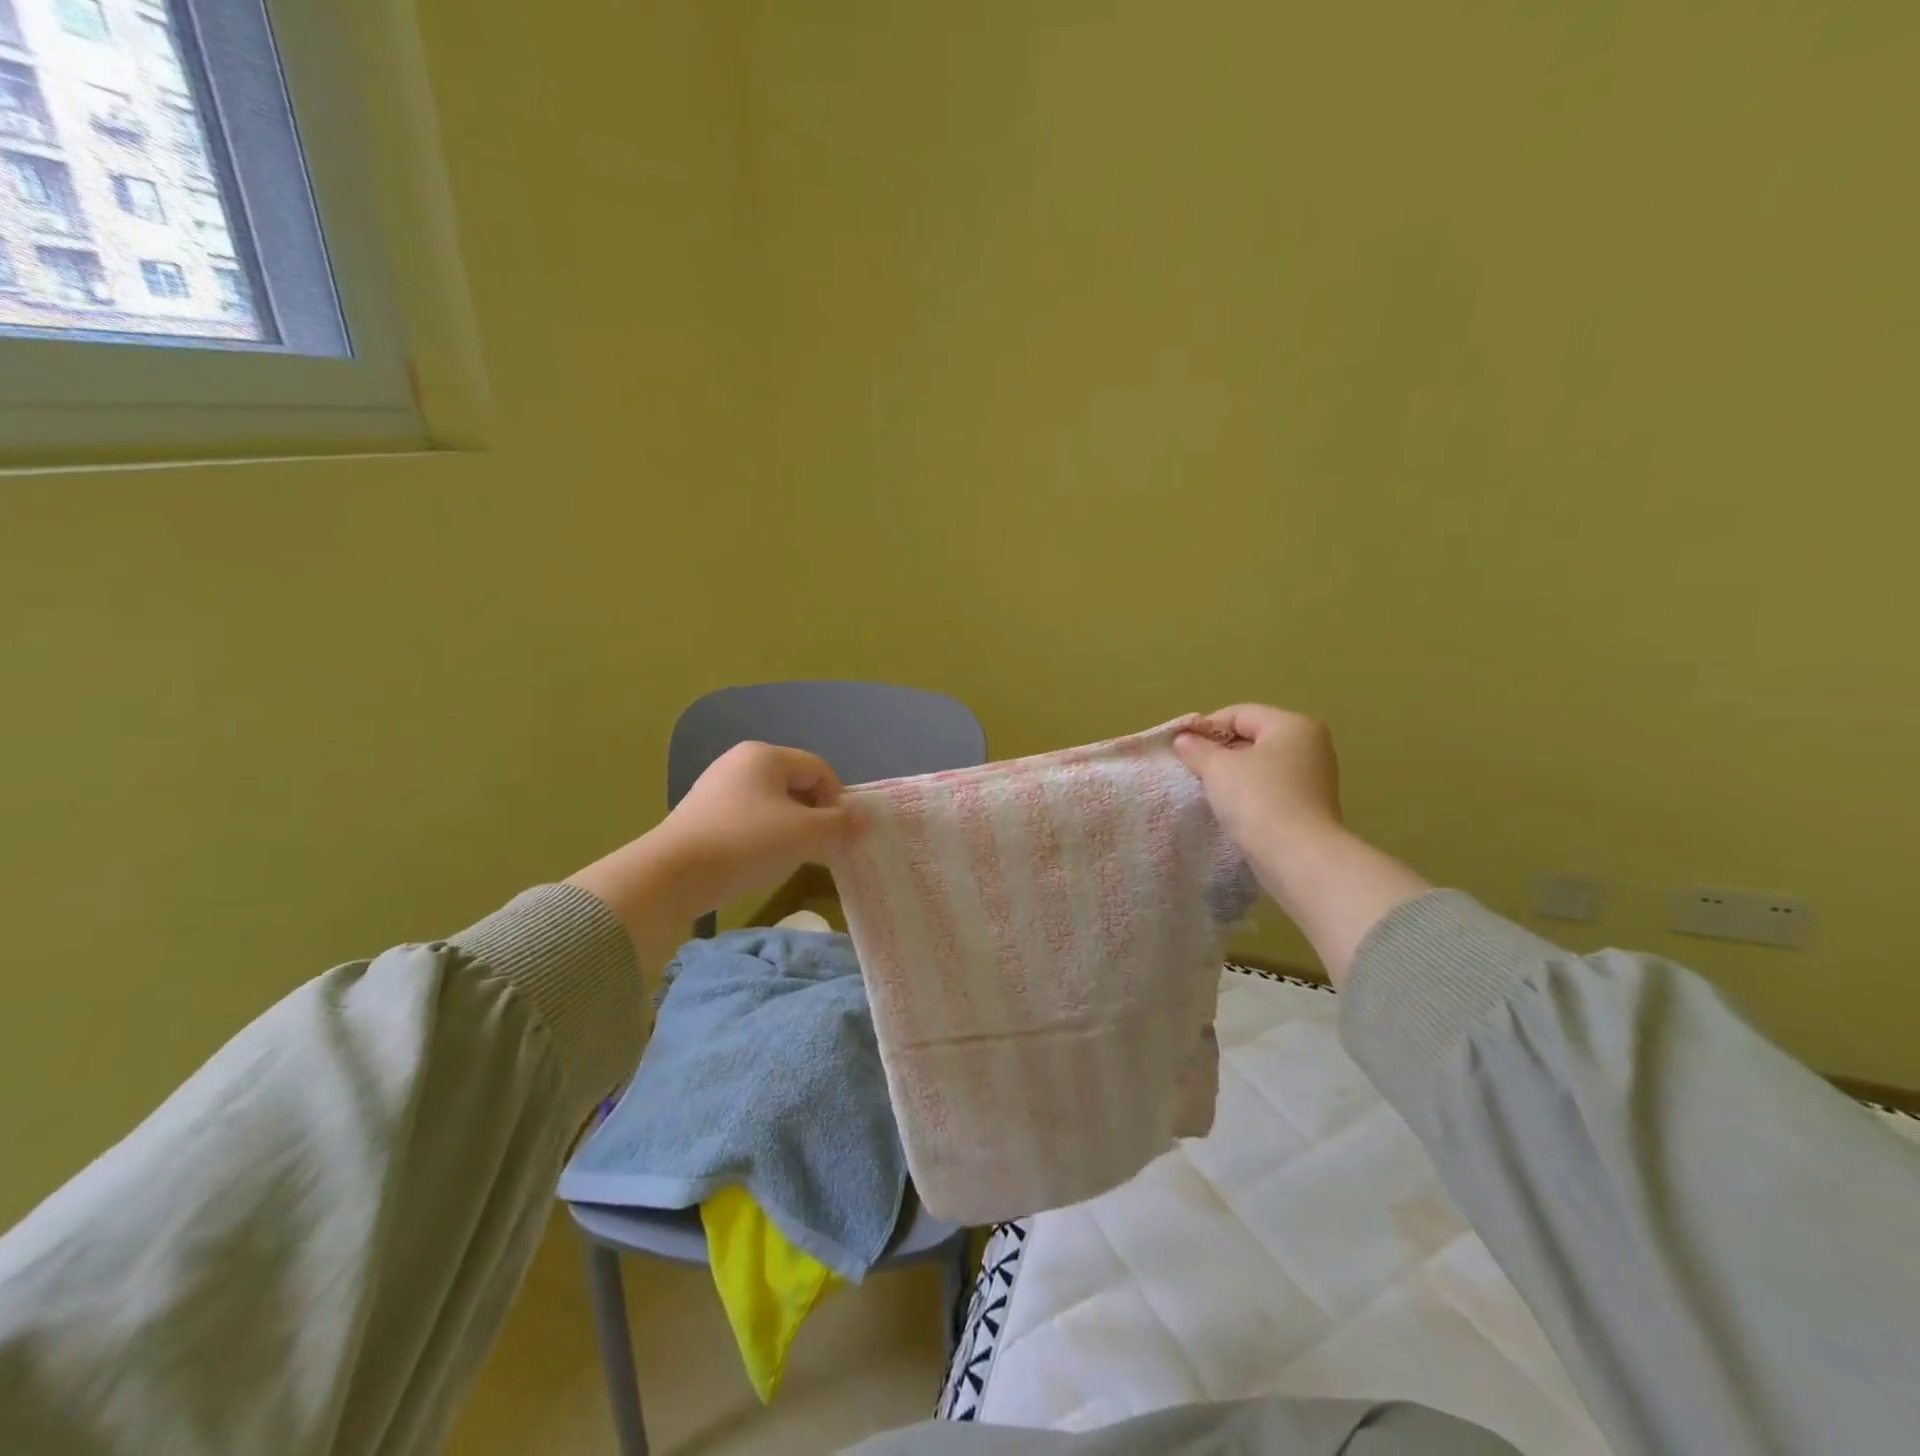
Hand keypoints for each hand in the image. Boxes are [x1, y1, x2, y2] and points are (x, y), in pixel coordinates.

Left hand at [566, 742, 860, 970]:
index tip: (839, 835)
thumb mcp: (805, 834)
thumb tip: (862, 820)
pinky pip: (748, 820)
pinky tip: (760, 862)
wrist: (672, 875)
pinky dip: (763, 838)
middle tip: (820, 848)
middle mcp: (739, 762)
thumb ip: (840, 824)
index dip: (837, 801)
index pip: (819, 770)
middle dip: (815, 816)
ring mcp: (717, 788)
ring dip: (791, 829)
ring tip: (791, 858)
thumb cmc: (747, 843)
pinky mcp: (702, 815)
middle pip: (796, 785)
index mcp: (765, 755)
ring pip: (772, 805)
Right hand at [1173, 705, 1343, 878]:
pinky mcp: (1309, 807)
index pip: (1240, 714)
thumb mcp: (1218, 768)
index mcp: (1293, 726)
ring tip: (1207, 790)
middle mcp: (1310, 746)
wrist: (1298, 857)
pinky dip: (1248, 794)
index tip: (1181, 748)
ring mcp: (1313, 778)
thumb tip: (1184, 739)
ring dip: (1232, 775)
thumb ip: (1197, 749)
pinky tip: (1230, 809)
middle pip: (1252, 738)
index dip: (1206, 728)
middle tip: (1191, 769)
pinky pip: (1270, 789)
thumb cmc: (1258, 800)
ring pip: (1260, 766)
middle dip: (1219, 751)